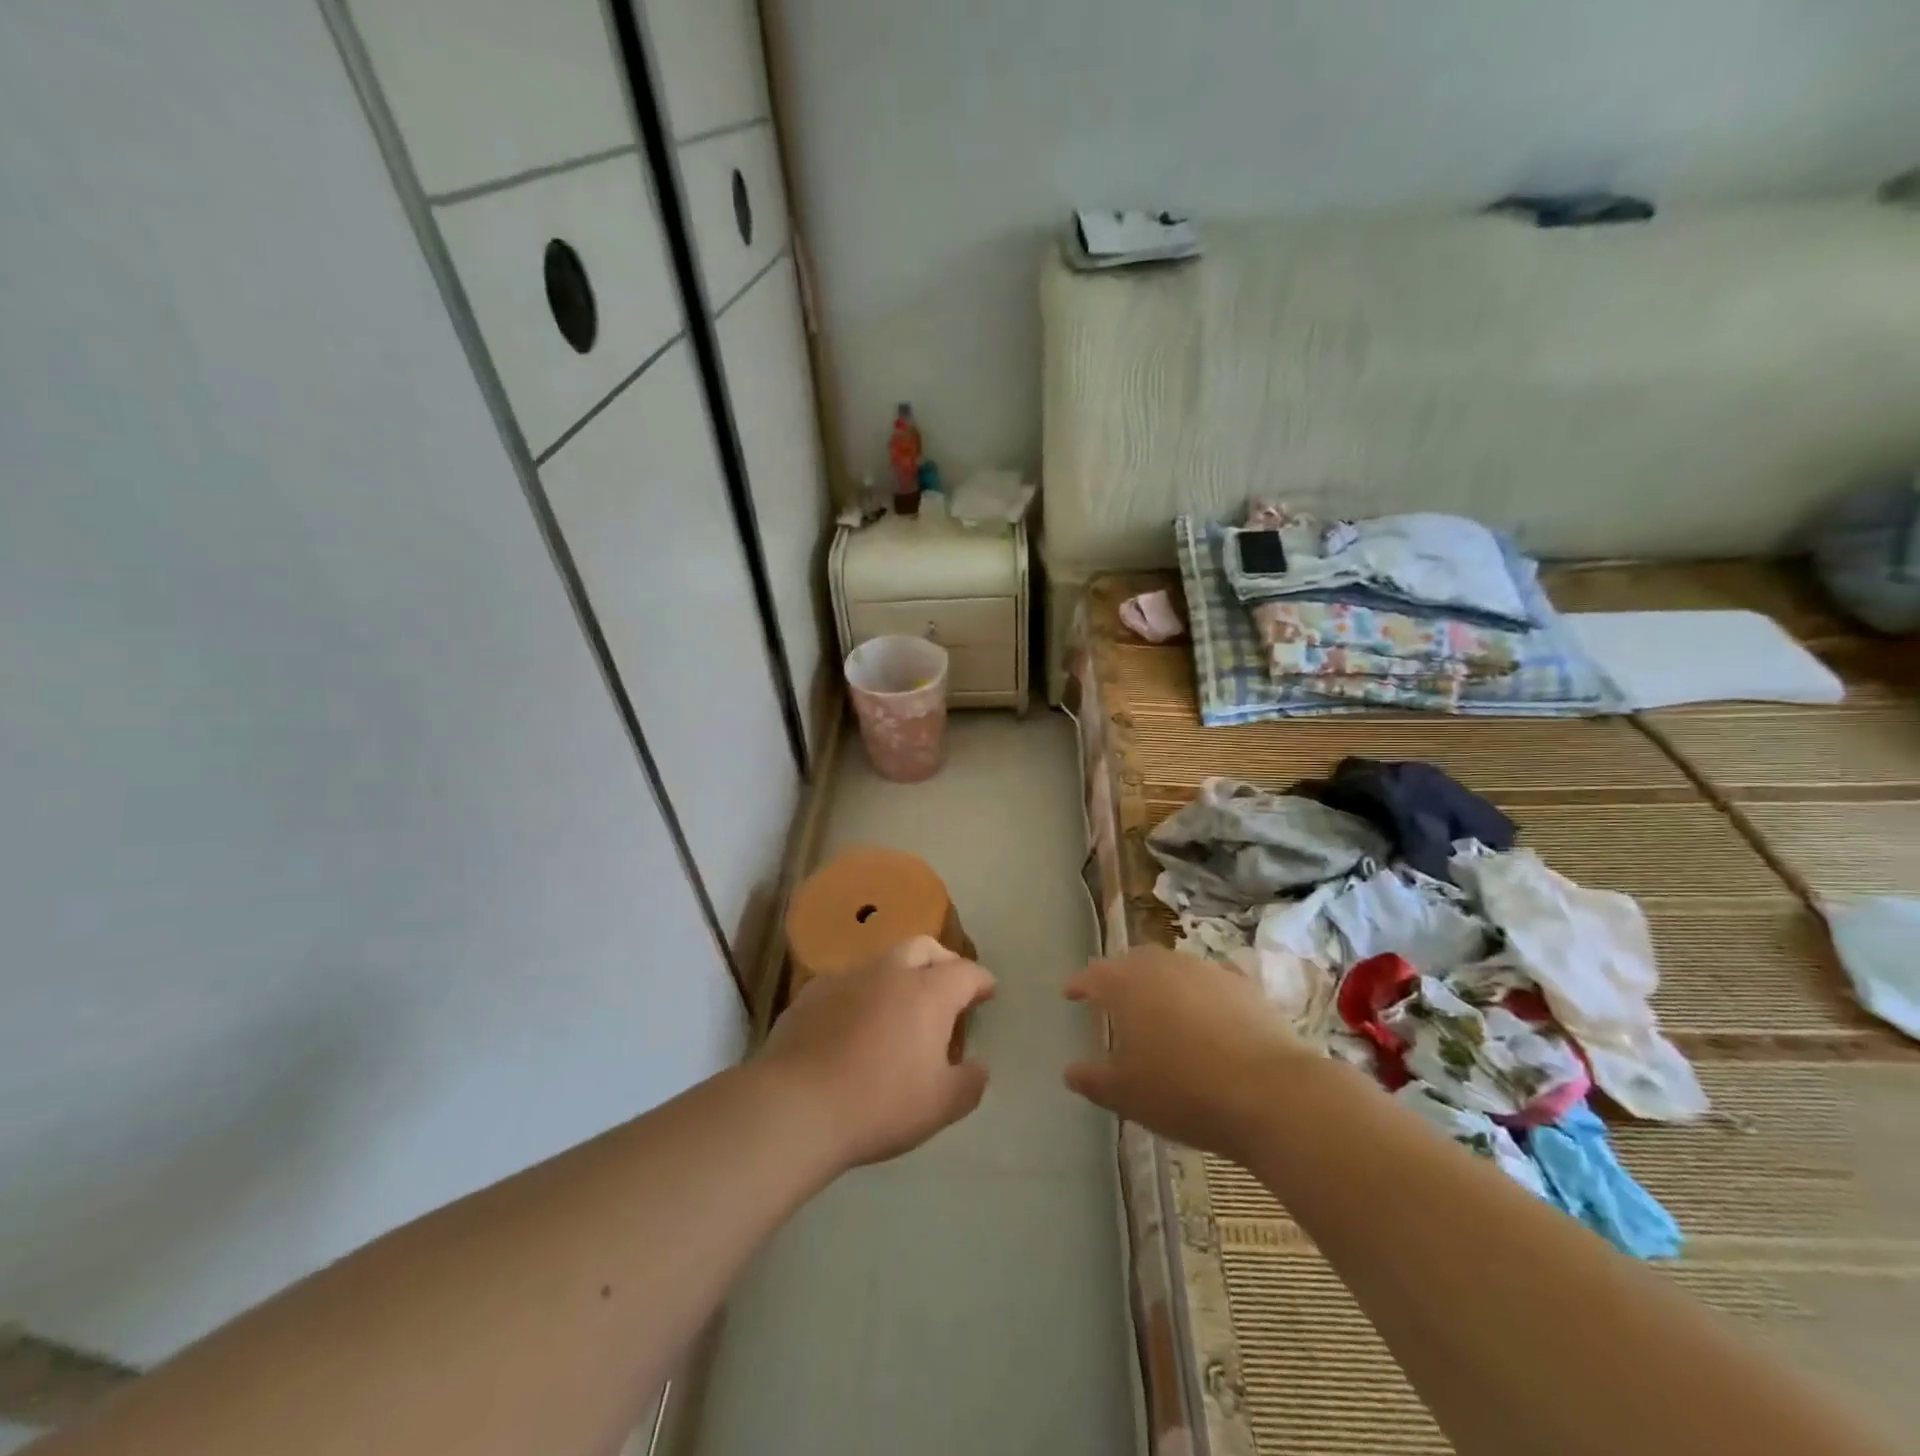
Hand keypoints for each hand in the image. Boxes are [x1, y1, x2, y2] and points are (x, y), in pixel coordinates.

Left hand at [759, 935, 995, 1168]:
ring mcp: (847, 977)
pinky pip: (848, 982)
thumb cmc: (880, 1104)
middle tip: (948, 985)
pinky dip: (863, 992)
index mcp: (928, 992)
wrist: (796, 1105)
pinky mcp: (812, 992)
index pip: (965, 972)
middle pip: (924, 947)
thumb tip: (978, 1066)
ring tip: (901, 1004)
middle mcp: (890, 972)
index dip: (981, 981)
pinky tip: (856, 1019)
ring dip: (900, 974)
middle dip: (942, 960)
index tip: (988, 992)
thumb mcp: (941, 1106)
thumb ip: (969, 1083)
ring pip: (883, 960)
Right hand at [1064, 945, 1313, 1161]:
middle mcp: (1163, 965)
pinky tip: (1205, 1012)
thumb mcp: (1125, 1094)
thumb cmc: (1183, 1091)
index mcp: (1126, 984)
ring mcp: (1206, 970)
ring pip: (1173, 967)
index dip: (1079, 984)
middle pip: (1133, 961)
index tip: (1069, 993)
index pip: (1093, 974)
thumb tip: (1070, 1071)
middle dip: (1119, 976)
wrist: (1270, 1093)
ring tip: (1159, 1007)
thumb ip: (1092, 1079)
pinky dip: (1199, 993)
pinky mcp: (1243, 985)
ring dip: (1160, 982)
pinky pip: (1210, 982)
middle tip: (1113, 997)